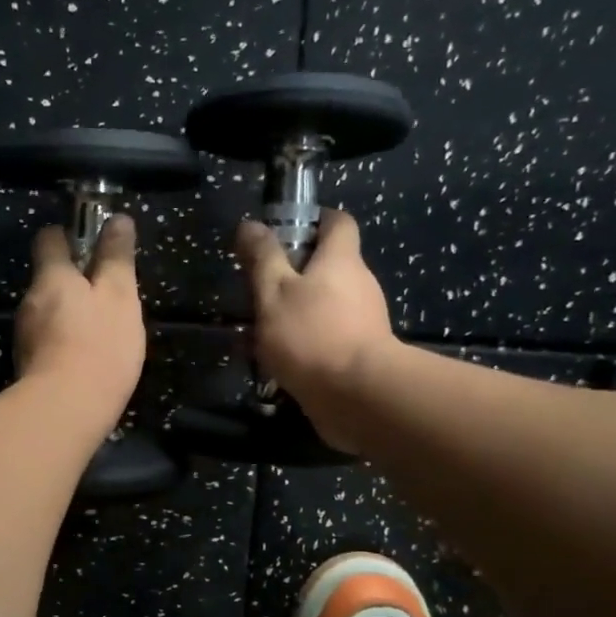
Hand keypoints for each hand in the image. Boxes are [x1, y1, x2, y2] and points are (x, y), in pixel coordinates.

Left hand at [14, 215, 146, 434]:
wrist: (65, 410)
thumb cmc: (99, 345)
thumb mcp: (120, 296)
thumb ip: (117, 257)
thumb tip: (117, 218)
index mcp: (51, 276)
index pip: (49, 238)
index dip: (68, 235)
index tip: (91, 244)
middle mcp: (30, 300)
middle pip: (49, 278)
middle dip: (73, 282)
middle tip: (107, 296)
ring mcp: (24, 335)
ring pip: (48, 312)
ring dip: (69, 314)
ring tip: (100, 332)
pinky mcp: (27, 365)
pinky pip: (47, 341)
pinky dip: (63, 342)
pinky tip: (85, 359)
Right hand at [236, 209, 397, 452]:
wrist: (358, 395)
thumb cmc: (311, 334)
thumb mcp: (273, 292)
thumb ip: (262, 259)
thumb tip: (250, 225)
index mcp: (341, 259)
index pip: (337, 222)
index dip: (314, 220)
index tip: (285, 232)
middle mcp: (360, 283)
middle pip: (330, 266)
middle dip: (296, 274)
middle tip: (261, 289)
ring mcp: (365, 320)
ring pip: (326, 305)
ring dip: (298, 311)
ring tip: (262, 331)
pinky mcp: (362, 353)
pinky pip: (329, 336)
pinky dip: (306, 342)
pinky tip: (279, 362)